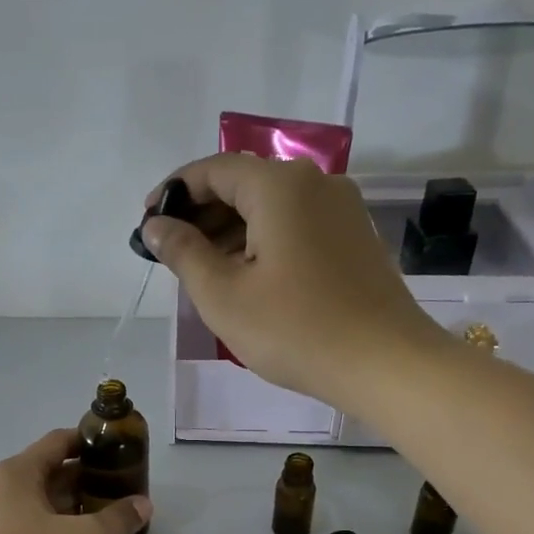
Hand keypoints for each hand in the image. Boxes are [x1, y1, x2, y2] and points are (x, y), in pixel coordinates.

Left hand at [0, 428, 150, 533]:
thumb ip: (117, 519)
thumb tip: (143, 505)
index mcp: (17, 472)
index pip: (58, 441)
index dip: (89, 443)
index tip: (116, 451)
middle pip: (47, 472)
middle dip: (83, 480)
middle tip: (116, 491)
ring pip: (36, 501)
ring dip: (68, 506)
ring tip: (99, 519)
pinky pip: (23, 523)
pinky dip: (49, 525)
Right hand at [139, 154, 442, 407]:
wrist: (386, 364)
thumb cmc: (295, 330)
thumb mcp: (223, 295)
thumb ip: (183, 253)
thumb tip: (156, 226)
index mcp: (279, 186)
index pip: (214, 169)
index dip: (174, 192)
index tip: (148, 224)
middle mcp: (315, 183)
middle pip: (245, 183)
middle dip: (202, 212)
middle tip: (171, 252)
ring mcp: (342, 209)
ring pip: (272, 205)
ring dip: (231, 229)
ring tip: (202, 269)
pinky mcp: (355, 237)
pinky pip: (296, 224)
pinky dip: (263, 240)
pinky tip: (246, 275)